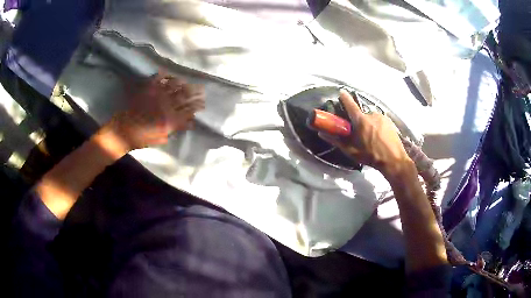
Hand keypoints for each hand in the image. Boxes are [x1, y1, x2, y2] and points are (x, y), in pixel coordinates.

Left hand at [100, 73, 204, 152]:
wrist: (123, 131)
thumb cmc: (141, 138)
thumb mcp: (161, 138)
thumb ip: (175, 129)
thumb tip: (190, 123)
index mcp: (170, 118)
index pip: (188, 110)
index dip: (197, 106)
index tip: (203, 103)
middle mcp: (166, 104)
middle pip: (184, 95)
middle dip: (195, 91)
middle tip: (201, 89)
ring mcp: (156, 95)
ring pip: (174, 85)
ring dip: (182, 83)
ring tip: (186, 82)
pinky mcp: (147, 89)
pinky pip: (158, 78)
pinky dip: (164, 75)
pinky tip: (169, 74)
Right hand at [318, 89, 410, 177]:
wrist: (393, 160)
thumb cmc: (371, 156)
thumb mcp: (351, 151)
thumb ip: (336, 141)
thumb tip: (322, 133)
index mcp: (361, 120)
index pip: (350, 104)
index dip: (344, 98)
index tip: (341, 92)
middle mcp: (371, 114)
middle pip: (361, 114)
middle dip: (359, 122)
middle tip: (360, 135)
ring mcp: (382, 117)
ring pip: (371, 118)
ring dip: (369, 125)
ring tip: (372, 138)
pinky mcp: (389, 121)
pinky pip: (379, 121)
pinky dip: (377, 126)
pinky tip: (380, 137)